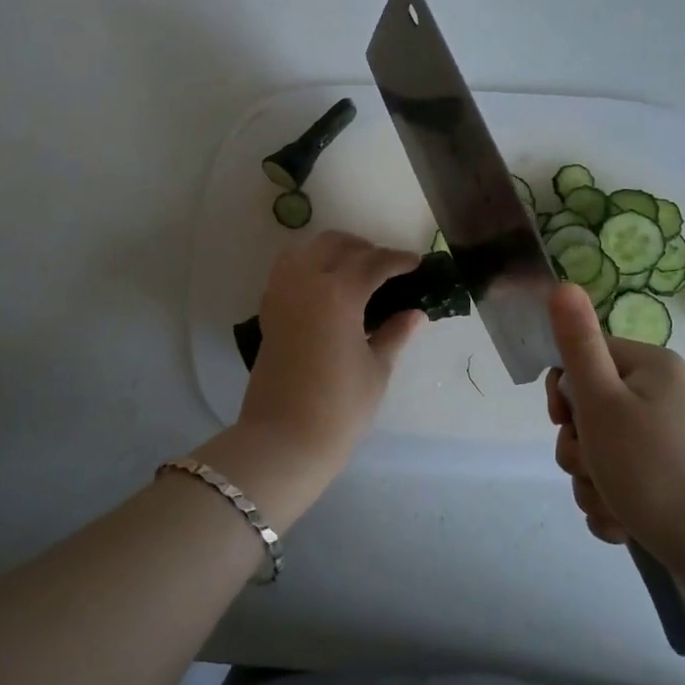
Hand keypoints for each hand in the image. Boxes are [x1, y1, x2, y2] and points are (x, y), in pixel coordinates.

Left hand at [240, 231, 422, 471]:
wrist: (283, 440)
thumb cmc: (339, 408)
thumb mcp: (376, 369)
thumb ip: (395, 334)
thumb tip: (414, 314)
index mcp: (339, 294)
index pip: (374, 262)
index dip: (398, 260)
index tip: (416, 263)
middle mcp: (306, 283)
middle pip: (335, 244)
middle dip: (364, 248)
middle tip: (386, 267)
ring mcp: (282, 294)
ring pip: (306, 250)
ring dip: (332, 251)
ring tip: (354, 271)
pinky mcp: (268, 311)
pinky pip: (287, 270)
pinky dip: (308, 265)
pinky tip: (325, 288)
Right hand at [545, 284, 684, 589]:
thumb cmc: (655, 471)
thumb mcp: (603, 403)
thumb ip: (578, 344)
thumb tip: (563, 284)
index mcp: (652, 367)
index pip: (584, 359)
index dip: (565, 393)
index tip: (566, 422)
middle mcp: (665, 396)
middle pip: (590, 410)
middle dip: (579, 447)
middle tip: (594, 468)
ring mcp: (672, 441)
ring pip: (602, 452)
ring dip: (592, 482)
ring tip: (614, 505)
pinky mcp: (675, 482)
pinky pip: (624, 481)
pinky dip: (615, 503)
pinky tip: (625, 524)